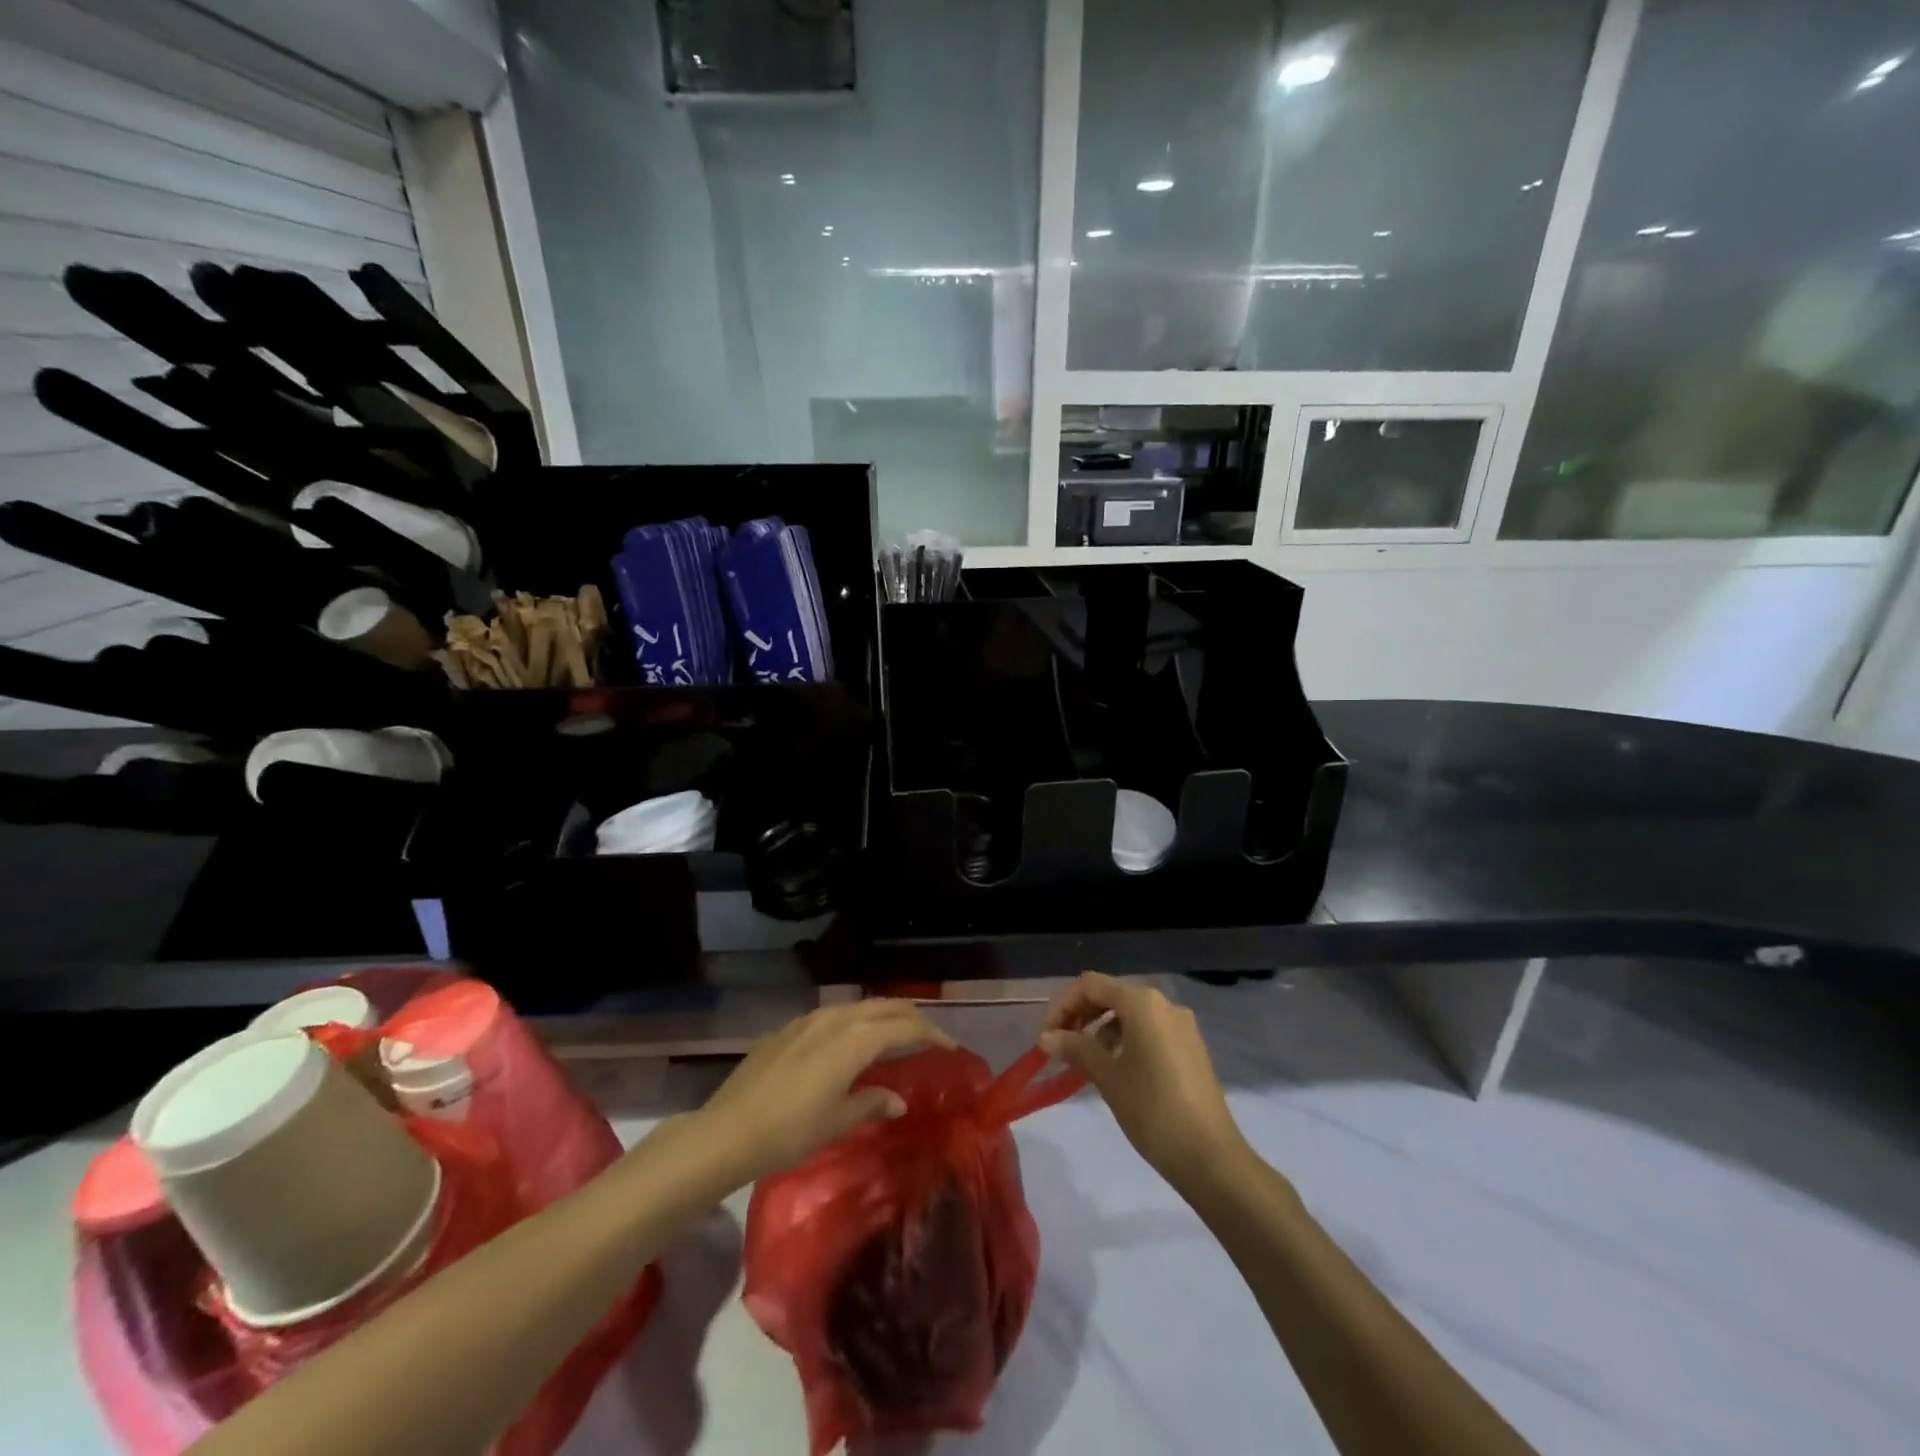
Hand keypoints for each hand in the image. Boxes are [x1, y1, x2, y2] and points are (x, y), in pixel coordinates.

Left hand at [698, 999, 953, 1182]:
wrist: (727, 1131)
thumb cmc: (789, 1131)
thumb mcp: (837, 1121)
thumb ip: (872, 1102)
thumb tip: (898, 1098)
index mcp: (854, 1040)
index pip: (904, 1028)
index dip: (931, 1034)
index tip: (950, 1046)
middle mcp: (835, 1019)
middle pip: (884, 1007)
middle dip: (910, 1017)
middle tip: (929, 1035)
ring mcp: (809, 1020)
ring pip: (858, 1007)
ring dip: (883, 1015)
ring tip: (896, 1034)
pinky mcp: (789, 1029)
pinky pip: (834, 1015)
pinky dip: (855, 1021)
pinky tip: (851, 1040)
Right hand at [1040, 973, 1247, 1192]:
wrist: (1211, 1157)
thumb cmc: (1153, 1110)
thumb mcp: (1107, 1077)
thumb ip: (1075, 1048)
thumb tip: (1045, 1037)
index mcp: (1143, 1002)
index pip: (1091, 984)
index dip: (1063, 1005)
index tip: (1047, 1036)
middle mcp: (1164, 1004)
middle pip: (1111, 994)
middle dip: (1081, 1014)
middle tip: (1060, 1045)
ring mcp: (1181, 1026)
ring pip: (1131, 1013)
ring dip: (1102, 1028)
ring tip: (1084, 1060)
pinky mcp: (1190, 1048)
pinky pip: (1149, 1030)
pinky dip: (1125, 1039)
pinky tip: (1115, 1068)